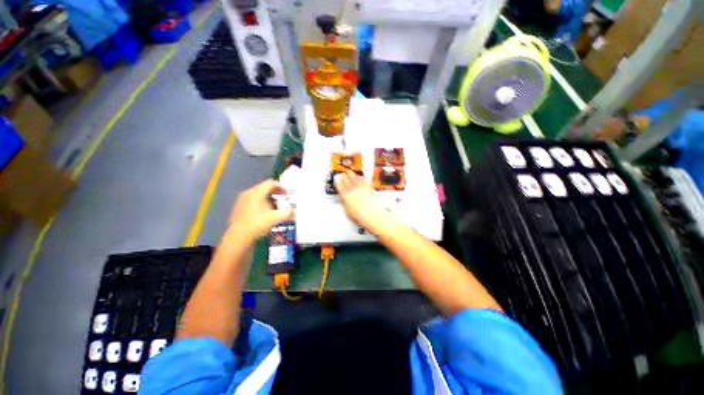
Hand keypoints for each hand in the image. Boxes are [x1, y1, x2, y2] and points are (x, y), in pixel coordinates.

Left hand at [229, 180, 293, 241]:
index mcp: (257, 192)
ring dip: (268, 198)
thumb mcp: (275, 218)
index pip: (271, 183)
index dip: (281, 187)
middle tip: (283, 200)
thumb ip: (287, 213)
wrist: (238, 237)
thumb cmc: (257, 224)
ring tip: (275, 207)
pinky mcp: (239, 207)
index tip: (287, 194)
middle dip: (275, 193)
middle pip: (264, 187)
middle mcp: (249, 192)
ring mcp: (242, 199)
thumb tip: (295, 211)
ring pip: (258, 194)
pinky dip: (261, 202)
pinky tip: (264, 212)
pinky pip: (253, 200)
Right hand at [335, 171, 399, 235]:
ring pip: (355, 179)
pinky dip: (361, 178)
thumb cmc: (360, 216)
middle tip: (344, 173)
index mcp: (346, 197)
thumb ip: (346, 204)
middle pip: (348, 181)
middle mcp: (353, 191)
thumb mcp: (348, 212)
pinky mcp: (369, 189)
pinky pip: (364, 181)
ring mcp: (361, 189)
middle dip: (345, 177)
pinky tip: (360, 176)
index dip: (338, 183)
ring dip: (352, 175)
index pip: (340, 188)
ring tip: (350, 172)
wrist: (372, 214)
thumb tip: (345, 201)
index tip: (337, 179)